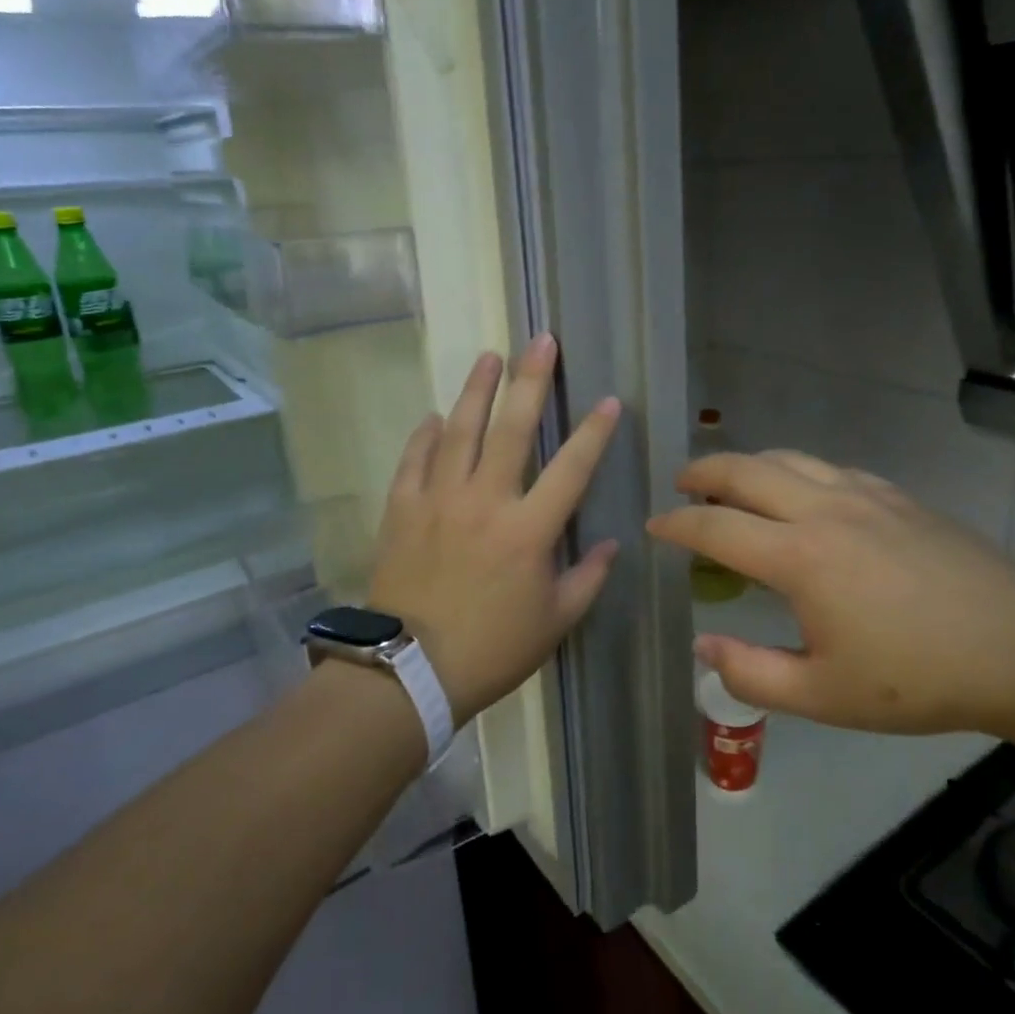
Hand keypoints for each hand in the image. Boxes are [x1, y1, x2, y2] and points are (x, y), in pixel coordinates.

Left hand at [368, 335, 621, 726]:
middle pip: (511, 429)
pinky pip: (414, 461)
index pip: (571, 468)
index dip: (594, 432)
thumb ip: (588, 578)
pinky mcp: (402, 510)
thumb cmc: (492, 650)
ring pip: (459, 431)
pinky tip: (434, 417)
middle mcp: (485, 502)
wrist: (410, 672)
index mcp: (529, 531)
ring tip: (489, 356)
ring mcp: (438, 501)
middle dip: (530, 380)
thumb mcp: (555, 622)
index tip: (609, 400)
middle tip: (540, 341)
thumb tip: (612, 543)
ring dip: (476, 390)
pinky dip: (424, 436)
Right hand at [646, 450, 1014, 734]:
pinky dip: (796, 470)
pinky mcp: (895, 495)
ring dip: (748, 464)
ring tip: (733, 484)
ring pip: (787, 457)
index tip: (655, 528)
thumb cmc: (916, 679)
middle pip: (745, 469)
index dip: (677, 526)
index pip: (716, 527)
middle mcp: (823, 509)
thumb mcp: (824, 696)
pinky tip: (802, 495)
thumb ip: (751, 674)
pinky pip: (828, 467)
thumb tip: (703, 649)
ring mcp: (863, 494)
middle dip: (703, 472)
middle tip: (682, 487)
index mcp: (798, 557)